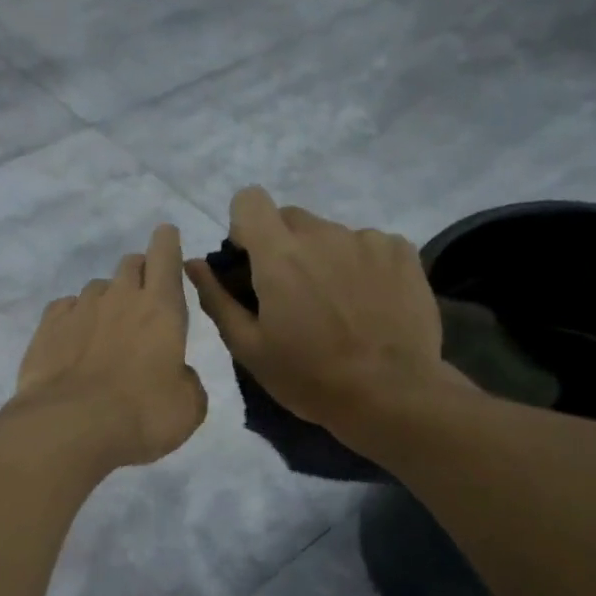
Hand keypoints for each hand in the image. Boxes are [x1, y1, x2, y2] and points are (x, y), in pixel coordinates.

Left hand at [15, 223, 207, 466]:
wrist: (70, 427)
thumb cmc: (142, 415)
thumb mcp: (188, 407)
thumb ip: (187, 381)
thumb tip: (176, 374)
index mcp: (161, 308)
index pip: (166, 255)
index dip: (168, 243)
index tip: (167, 237)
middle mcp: (120, 297)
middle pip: (130, 264)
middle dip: (140, 273)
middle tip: (143, 300)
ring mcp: (79, 309)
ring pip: (97, 288)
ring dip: (106, 301)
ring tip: (106, 333)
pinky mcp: (47, 327)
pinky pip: (65, 308)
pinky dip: (74, 318)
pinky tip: (74, 341)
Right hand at [186, 187, 467, 435]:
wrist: (391, 395)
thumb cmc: (309, 378)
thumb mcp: (250, 349)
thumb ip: (218, 299)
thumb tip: (193, 264)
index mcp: (279, 255)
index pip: (250, 200)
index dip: (244, 227)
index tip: (251, 263)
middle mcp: (323, 234)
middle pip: (291, 218)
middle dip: (283, 247)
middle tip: (292, 296)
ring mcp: (367, 239)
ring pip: (330, 235)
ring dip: (324, 259)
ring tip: (337, 308)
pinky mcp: (402, 251)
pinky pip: (368, 246)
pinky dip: (361, 267)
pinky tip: (368, 305)